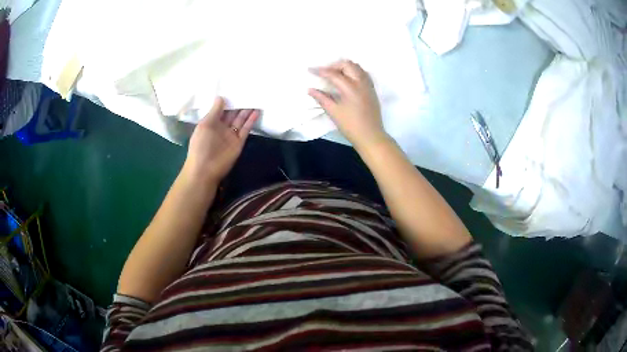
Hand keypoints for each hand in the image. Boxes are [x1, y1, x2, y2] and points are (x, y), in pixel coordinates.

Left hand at [184, 97, 258, 183]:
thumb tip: (221, 97)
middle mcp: (221, 127)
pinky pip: (246, 129)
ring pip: (240, 120)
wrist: (205, 169)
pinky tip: (256, 111)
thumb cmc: (201, 145)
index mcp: (211, 123)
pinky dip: (251, 120)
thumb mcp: (205, 125)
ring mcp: (231, 135)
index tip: (235, 88)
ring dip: (247, 110)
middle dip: (239, 103)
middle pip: (232, 113)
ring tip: (255, 98)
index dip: (227, 100)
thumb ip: (214, 111)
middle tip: (248, 90)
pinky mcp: (239, 142)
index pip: (220, 109)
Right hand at [308, 60, 389, 152]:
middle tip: (324, 72)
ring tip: (335, 74)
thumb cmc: (350, 126)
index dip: (320, 71)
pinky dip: (354, 72)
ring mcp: (368, 85)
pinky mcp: (372, 90)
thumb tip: (310, 89)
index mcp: (350, 88)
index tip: (310, 69)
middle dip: (334, 65)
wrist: (371, 136)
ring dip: (345, 67)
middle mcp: (361, 82)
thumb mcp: (334, 112)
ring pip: (357, 67)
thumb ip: (321, 98)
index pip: (333, 74)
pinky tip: (348, 79)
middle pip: (347, 65)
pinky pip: (363, 74)